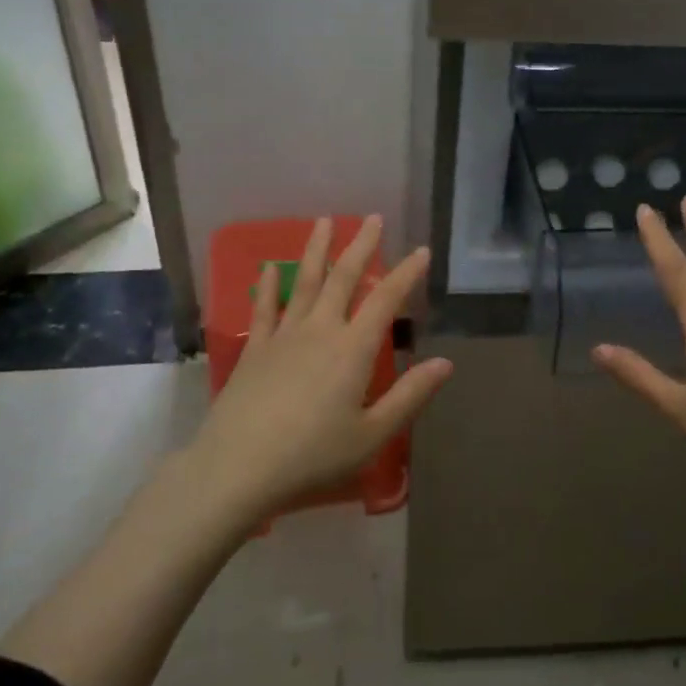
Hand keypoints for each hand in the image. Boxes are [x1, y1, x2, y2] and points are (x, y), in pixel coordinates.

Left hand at [193, 215, 452, 517]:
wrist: (239, 466)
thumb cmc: (313, 455)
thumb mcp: (372, 434)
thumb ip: (410, 396)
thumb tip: (445, 363)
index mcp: (353, 349)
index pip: (386, 300)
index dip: (406, 273)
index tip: (421, 251)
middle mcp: (320, 330)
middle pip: (344, 277)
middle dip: (361, 245)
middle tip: (373, 218)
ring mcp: (283, 336)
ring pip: (304, 282)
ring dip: (316, 250)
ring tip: (324, 221)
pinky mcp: (254, 349)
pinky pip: (263, 308)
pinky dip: (268, 286)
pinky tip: (269, 268)